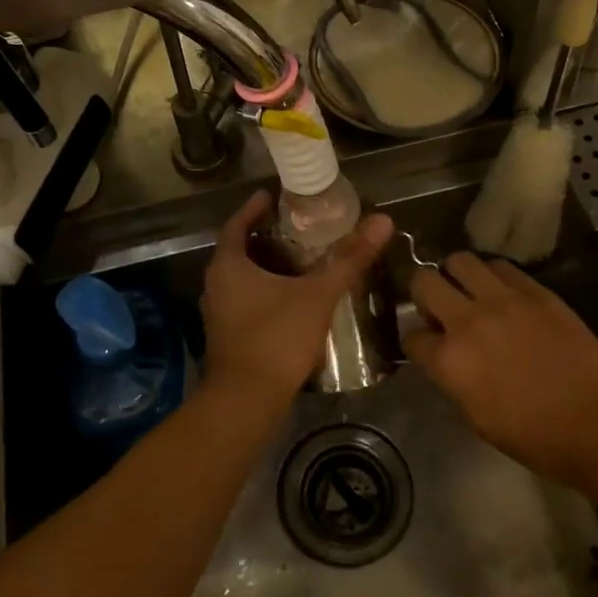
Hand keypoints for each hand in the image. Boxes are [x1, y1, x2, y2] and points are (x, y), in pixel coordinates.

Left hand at [200, 192, 393, 405]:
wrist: (246, 400)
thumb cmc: (276, 338)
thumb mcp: (317, 295)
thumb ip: (349, 259)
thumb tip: (382, 221)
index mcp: (228, 266)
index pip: (236, 224)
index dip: (253, 208)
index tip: (270, 196)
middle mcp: (216, 285)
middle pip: (238, 251)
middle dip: (263, 237)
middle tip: (293, 227)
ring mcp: (218, 313)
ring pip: (241, 278)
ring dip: (264, 266)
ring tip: (296, 260)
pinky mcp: (227, 336)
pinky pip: (244, 300)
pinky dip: (264, 290)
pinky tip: (290, 298)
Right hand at [406, 253, 597, 484]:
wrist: (597, 424)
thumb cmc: (533, 437)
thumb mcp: (475, 417)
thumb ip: (452, 379)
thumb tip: (444, 358)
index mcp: (449, 360)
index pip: (411, 336)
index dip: (416, 341)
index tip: (426, 346)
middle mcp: (468, 321)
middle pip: (424, 282)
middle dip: (423, 294)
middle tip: (439, 309)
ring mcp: (503, 300)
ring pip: (460, 261)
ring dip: (456, 275)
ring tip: (470, 292)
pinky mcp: (536, 291)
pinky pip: (501, 266)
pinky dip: (493, 275)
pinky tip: (503, 293)